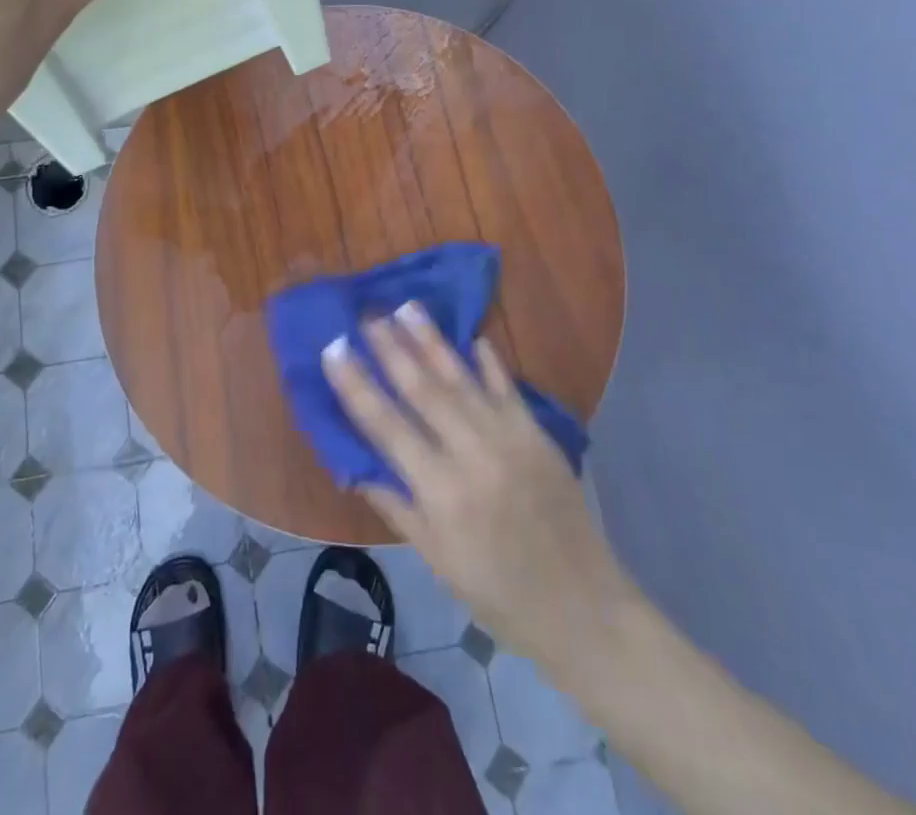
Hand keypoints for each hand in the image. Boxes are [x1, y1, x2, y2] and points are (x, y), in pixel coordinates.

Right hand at [322, 304, 641, 679]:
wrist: (582, 608)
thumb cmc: (498, 593)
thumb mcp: (436, 559)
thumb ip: (397, 505)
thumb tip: (356, 465)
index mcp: (441, 492)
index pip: (386, 426)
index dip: (356, 385)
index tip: (333, 349)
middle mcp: (472, 455)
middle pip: (423, 390)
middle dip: (391, 349)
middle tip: (367, 314)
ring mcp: (509, 439)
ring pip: (461, 379)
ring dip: (431, 341)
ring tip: (406, 307)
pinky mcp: (537, 435)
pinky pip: (507, 388)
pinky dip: (489, 362)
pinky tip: (473, 337)